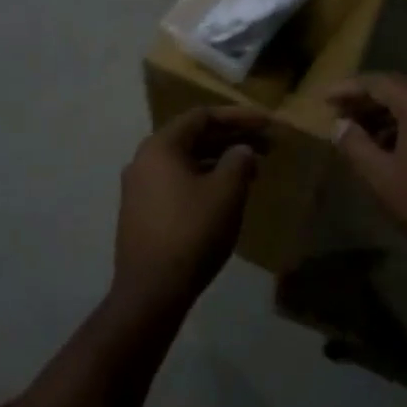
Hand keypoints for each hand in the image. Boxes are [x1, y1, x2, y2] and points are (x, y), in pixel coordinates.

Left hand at [113, 107, 268, 315]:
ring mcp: (139, 188)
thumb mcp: (226, 192)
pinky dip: (204, 179)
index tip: (267, 123)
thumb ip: (238, 162)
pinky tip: (227, 193)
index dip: (238, 116)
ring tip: (253, 170)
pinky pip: (178, 182)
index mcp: (160, 146)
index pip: (202, 117)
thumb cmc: (192, 232)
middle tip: (267, 145)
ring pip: (186, 162)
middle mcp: (144, 160)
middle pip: (193, 137)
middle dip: (232, 138)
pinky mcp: (142, 212)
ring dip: (220, 160)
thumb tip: (241, 151)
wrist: (151, 290)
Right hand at [328, 73, 406, 249]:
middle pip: (396, 87)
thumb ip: (354, 143)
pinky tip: (384, 141)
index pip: (378, 83)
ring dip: (383, 111)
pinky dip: (402, 121)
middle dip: (364, 98)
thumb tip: (340, 125)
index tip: (323, 99)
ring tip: (355, 127)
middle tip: (337, 110)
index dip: (347, 88)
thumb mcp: (379, 175)